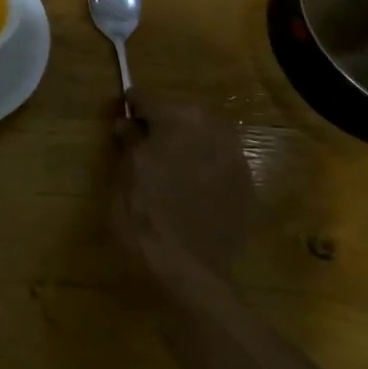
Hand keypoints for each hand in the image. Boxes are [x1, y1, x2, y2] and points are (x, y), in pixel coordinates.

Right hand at [111, 91, 259, 283]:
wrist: (188, 269)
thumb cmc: (143, 214)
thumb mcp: (123, 174)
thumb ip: (128, 141)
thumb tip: (126, 124)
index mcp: (177, 120)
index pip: (148, 99)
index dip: (131, 105)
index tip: (120, 112)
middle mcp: (212, 130)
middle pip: (183, 112)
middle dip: (163, 120)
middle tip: (143, 138)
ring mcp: (235, 158)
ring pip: (207, 135)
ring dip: (187, 140)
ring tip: (169, 160)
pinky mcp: (247, 186)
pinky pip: (221, 162)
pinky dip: (205, 164)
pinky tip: (190, 185)